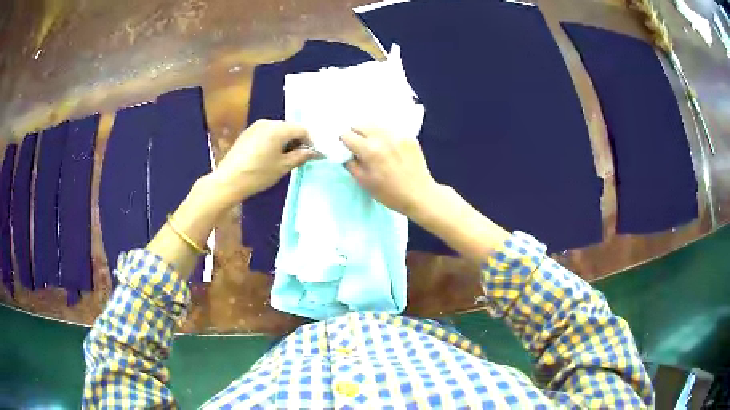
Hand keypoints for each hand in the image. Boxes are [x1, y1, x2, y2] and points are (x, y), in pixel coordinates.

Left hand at [209, 119, 317, 204]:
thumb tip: (315, 152)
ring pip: (277, 130)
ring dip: (284, 141)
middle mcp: (268, 122)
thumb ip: (301, 156)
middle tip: (297, 158)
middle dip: (296, 141)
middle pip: (289, 128)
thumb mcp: (283, 167)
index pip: (302, 130)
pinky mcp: (247, 133)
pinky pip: (266, 133)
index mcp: (279, 128)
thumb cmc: (258, 174)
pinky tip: (268, 156)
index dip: (309, 142)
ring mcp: (255, 126)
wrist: (228, 180)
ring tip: (282, 159)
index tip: (310, 156)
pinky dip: (272, 141)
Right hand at [341, 127, 439, 217]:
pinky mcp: (409, 136)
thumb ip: (350, 163)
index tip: (348, 150)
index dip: (344, 142)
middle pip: (360, 124)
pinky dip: (385, 135)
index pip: (347, 135)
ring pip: (376, 124)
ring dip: (371, 132)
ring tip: (375, 146)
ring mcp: (398, 134)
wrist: (420, 195)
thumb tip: (345, 152)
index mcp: (370, 149)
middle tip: (360, 147)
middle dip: (356, 134)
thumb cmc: (389, 193)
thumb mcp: (363, 182)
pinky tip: (390, 148)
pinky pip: (390, 129)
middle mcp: (383, 137)